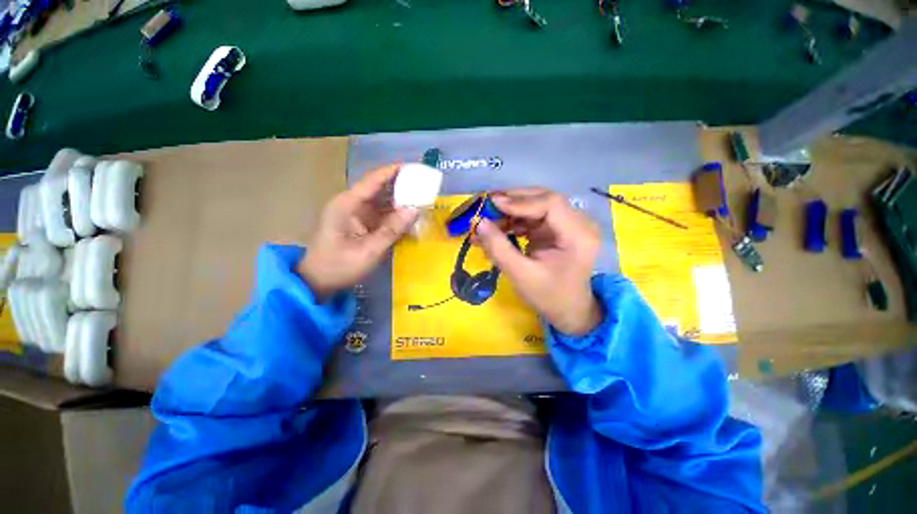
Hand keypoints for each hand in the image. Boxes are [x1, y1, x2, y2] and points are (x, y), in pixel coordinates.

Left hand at [298, 165, 417, 300]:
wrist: (318, 281)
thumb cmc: (339, 266)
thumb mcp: (368, 250)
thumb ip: (391, 230)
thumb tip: (414, 210)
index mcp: (347, 204)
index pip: (372, 181)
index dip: (392, 172)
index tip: (414, 167)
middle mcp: (352, 204)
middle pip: (379, 188)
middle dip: (401, 185)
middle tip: (424, 185)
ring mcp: (357, 214)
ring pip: (382, 201)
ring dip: (401, 200)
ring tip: (423, 198)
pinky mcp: (362, 224)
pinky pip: (382, 214)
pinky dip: (396, 215)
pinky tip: (410, 216)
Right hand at [474, 189, 601, 334]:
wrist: (568, 310)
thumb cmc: (549, 296)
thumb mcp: (521, 275)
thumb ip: (499, 248)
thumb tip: (479, 223)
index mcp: (578, 235)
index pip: (551, 204)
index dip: (520, 201)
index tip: (492, 204)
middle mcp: (578, 223)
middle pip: (543, 199)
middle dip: (512, 202)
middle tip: (485, 205)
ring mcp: (568, 224)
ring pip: (535, 206)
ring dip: (509, 212)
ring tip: (486, 221)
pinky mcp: (556, 229)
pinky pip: (532, 217)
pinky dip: (513, 221)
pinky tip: (496, 229)